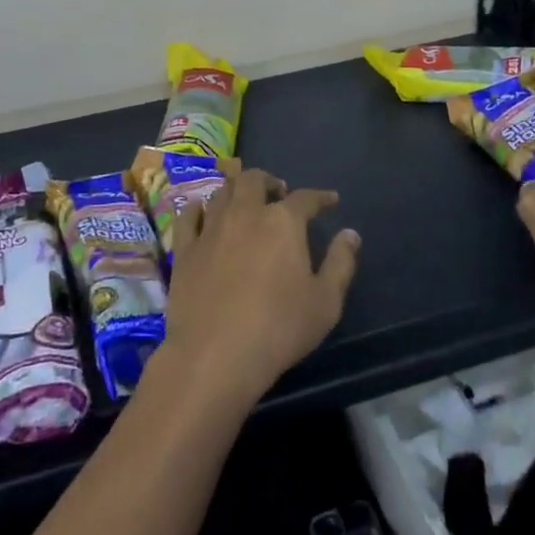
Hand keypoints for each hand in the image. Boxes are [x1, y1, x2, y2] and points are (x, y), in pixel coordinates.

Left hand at [161, 169, 359, 407]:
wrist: (215, 355)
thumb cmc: (279, 328)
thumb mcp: (326, 302)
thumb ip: (340, 263)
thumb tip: (350, 234)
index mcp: (283, 222)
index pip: (306, 198)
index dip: (320, 197)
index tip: (330, 200)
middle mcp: (245, 214)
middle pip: (254, 180)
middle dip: (269, 182)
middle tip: (278, 193)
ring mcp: (211, 229)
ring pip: (221, 192)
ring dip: (236, 191)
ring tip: (244, 201)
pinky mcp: (184, 250)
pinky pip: (188, 216)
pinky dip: (199, 208)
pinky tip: (203, 213)